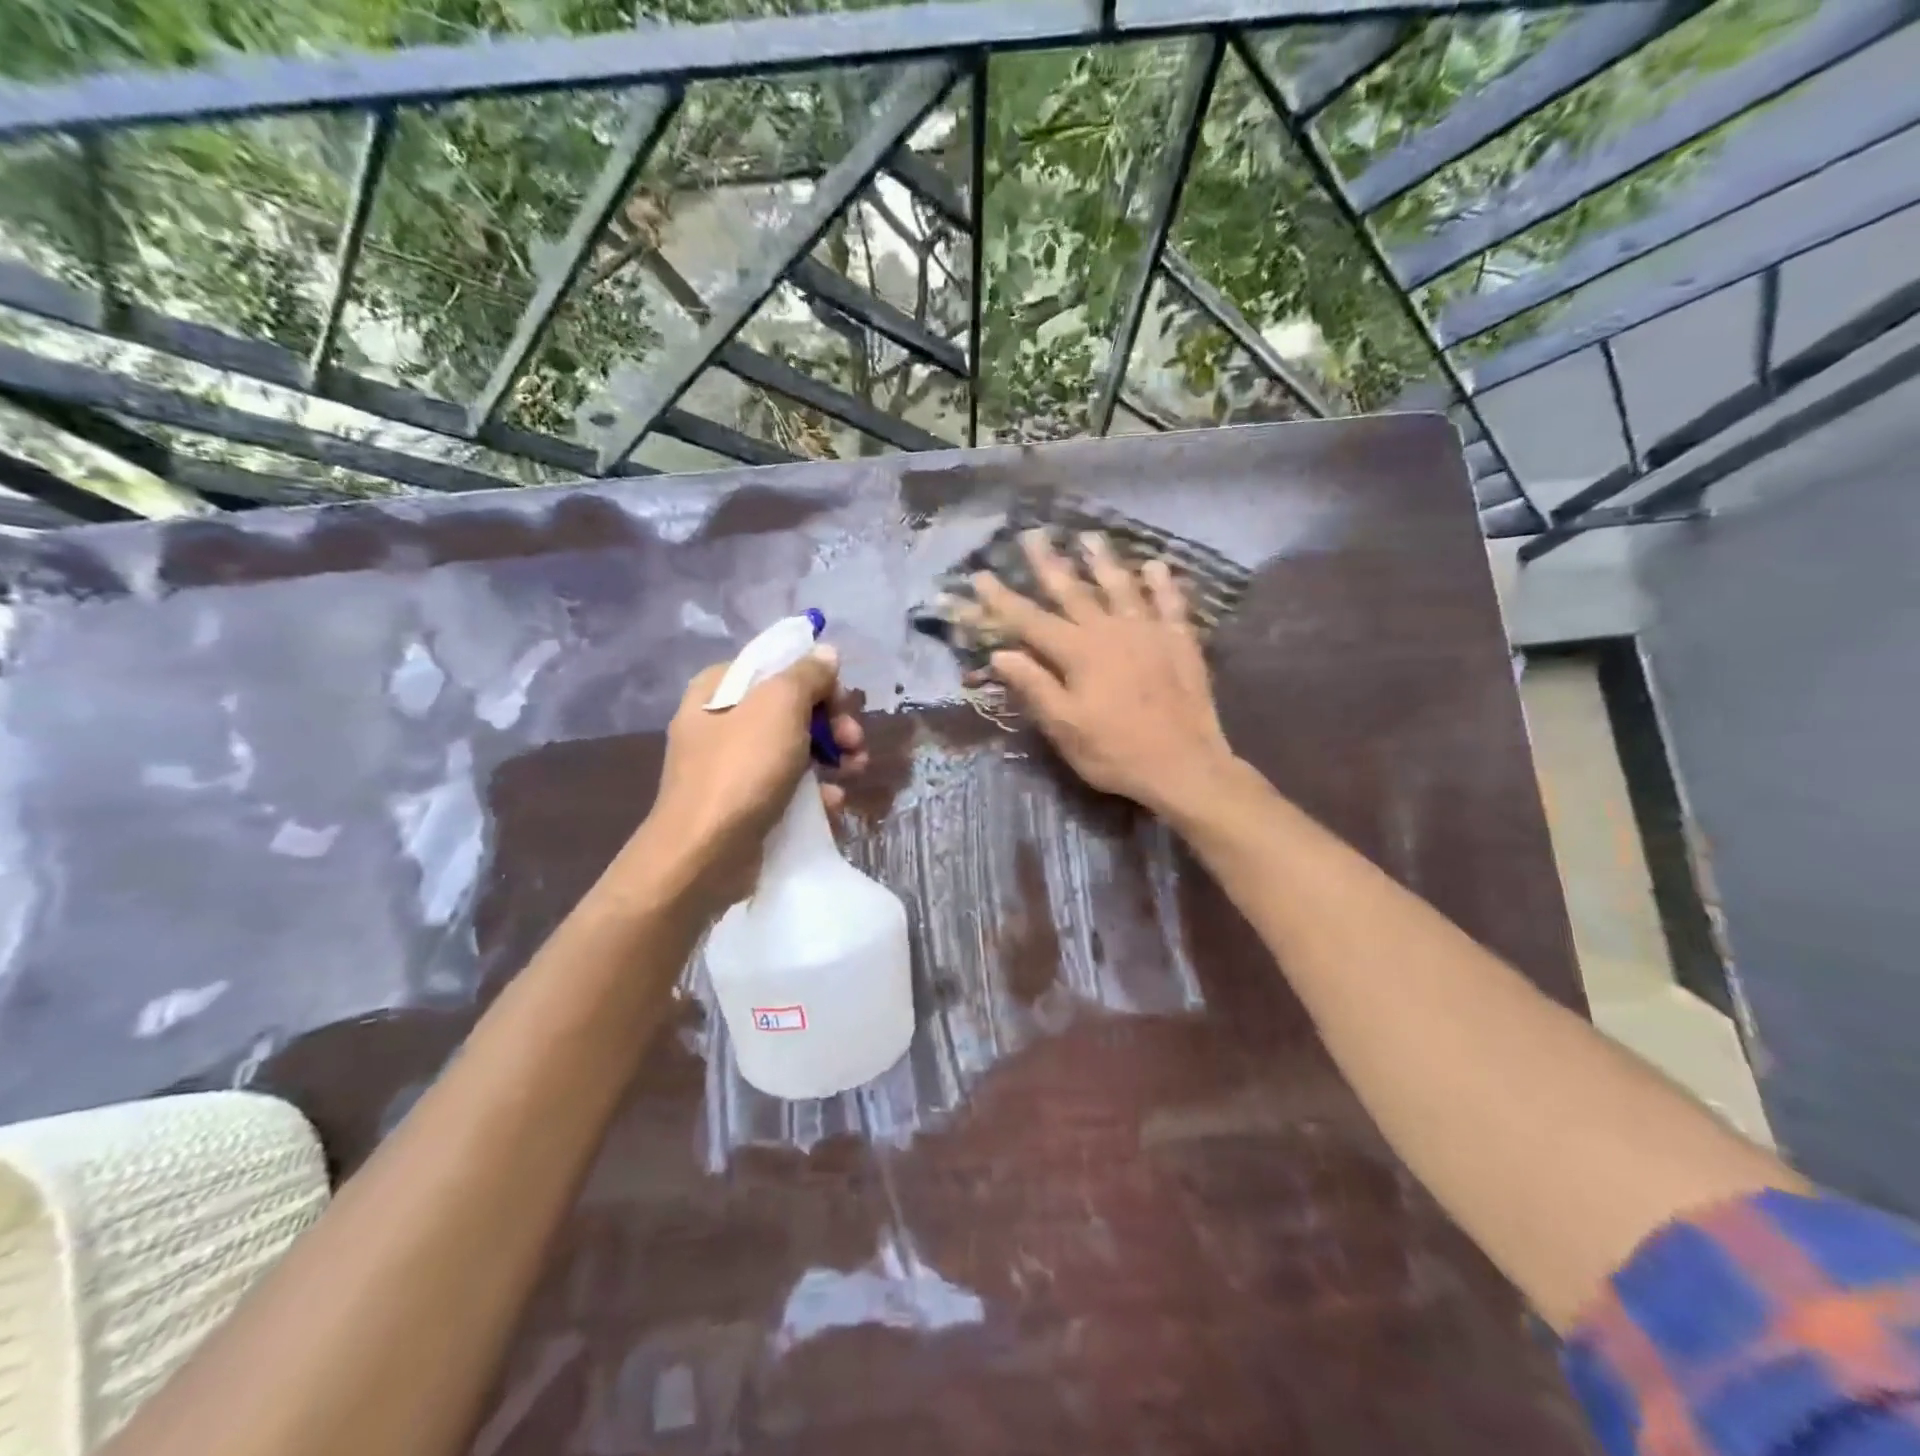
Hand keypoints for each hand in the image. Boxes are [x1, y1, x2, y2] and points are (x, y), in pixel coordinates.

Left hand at [624, 646, 867, 913]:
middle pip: (791, 708)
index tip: (843, 704)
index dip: (817, 681)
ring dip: (832, 757)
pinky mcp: (743, 803)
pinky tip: (833, 804)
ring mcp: (730, 765)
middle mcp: (720, 721)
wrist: (704, 855)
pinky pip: (787, 785)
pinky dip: (814, 791)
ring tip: (855, 772)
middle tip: (854, 743)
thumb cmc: (741, 770)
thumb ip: (806, 674)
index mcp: (718, 688)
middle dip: (831, 724)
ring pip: (794, 748)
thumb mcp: (779, 706)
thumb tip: (826, 653)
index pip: (778, 667)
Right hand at [972, 530, 1237, 819]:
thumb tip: (1000, 654)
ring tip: (1090, 537)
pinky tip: (1155, 566)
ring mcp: (1149, 632)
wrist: (1184, 765)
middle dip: (1050, 563)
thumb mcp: (1065, 727)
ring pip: (1121, 587)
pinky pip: (1170, 603)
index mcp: (1078, 653)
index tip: (981, 574)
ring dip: (1103, 561)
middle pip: (1073, 591)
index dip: (1003, 599)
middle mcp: (1110, 631)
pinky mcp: (1180, 642)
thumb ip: (1034, 687)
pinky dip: (1162, 584)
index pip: (1030, 621)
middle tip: (1033, 534)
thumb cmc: (1115, 752)